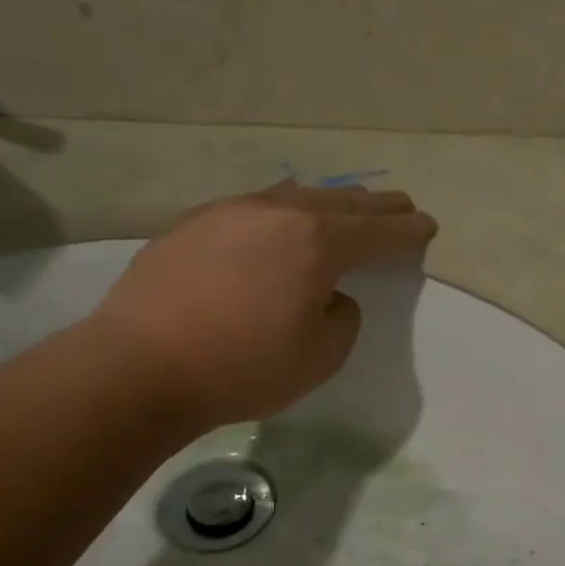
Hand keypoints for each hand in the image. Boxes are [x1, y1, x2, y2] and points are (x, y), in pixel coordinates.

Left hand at [89, 182, 437, 427]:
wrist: (137, 368)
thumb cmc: (241, 368)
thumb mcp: (321, 357)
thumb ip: (342, 317)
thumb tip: (328, 295)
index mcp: (317, 243)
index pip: (378, 232)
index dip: (408, 231)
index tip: (427, 225)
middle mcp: (278, 214)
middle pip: (342, 203)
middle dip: (377, 207)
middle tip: (401, 205)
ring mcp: (230, 212)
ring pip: (296, 196)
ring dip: (330, 203)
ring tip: (347, 207)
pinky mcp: (193, 223)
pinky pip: (255, 207)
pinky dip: (283, 211)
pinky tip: (280, 222)